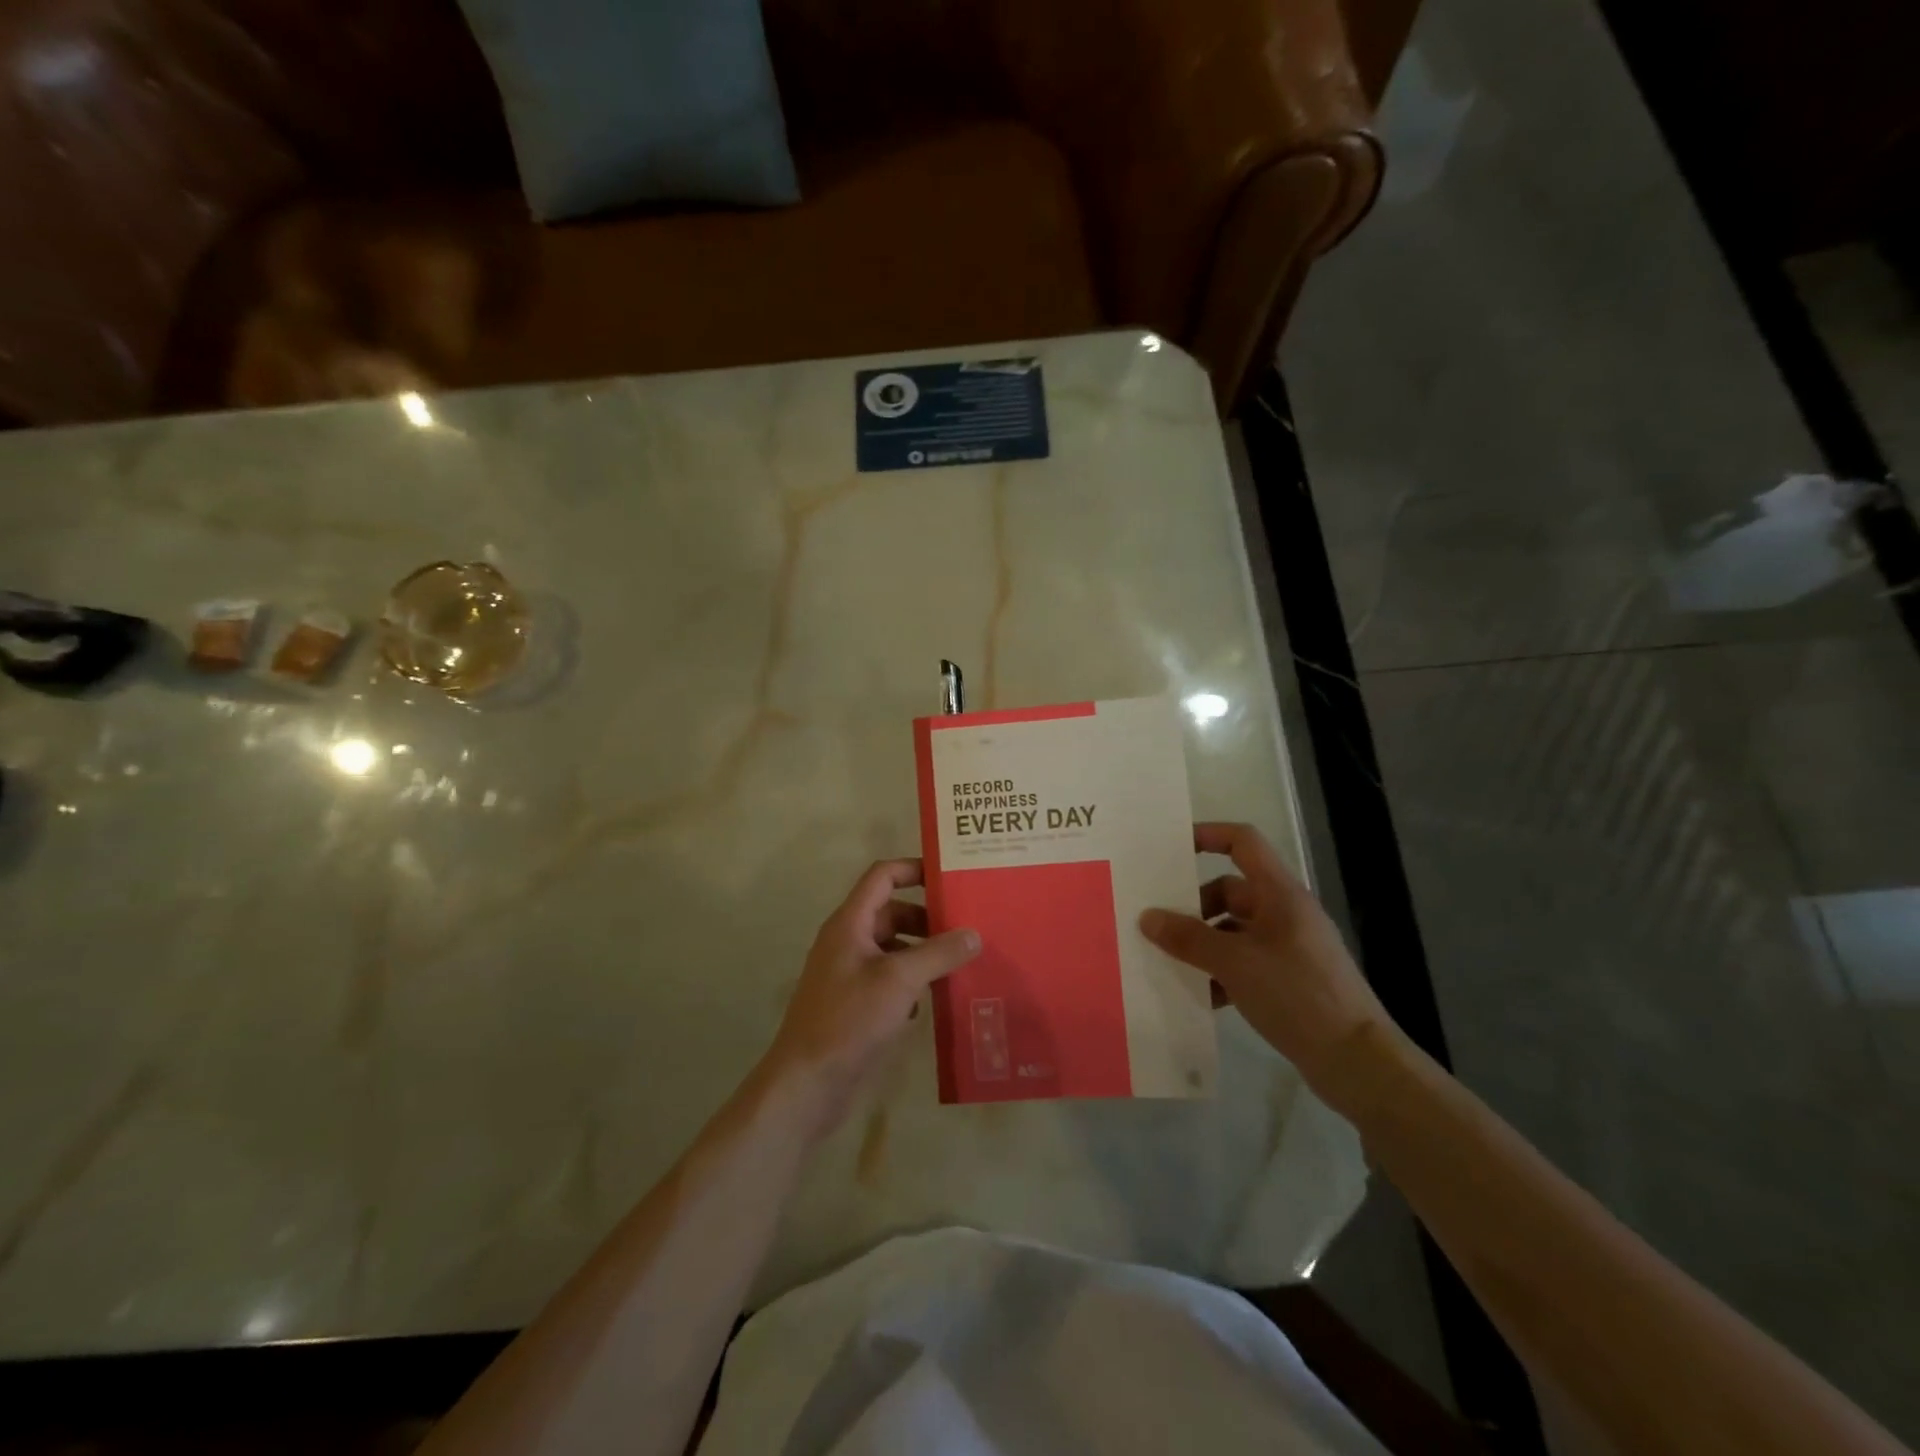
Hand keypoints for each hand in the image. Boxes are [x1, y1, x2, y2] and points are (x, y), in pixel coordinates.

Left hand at [760, 859, 979, 1143]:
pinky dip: (913, 981)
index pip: (882, 876)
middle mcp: (848, 941)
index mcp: (850, 923)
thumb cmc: (849, 1020)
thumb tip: (974, 934)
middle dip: (928, 917)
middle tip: (967, 926)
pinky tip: (936, 999)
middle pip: (892, 912)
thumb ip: (938, 953)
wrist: (806, 1084)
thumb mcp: (899, 981)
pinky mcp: (855, 1003)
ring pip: (893, 947)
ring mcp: (850, 973)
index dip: (914, 869)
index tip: (950, 877)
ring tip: (961, 961)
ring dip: (924, 951)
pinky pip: (890, 978)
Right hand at [1140, 823, 1391, 1096]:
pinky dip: (1222, 972)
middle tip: (1159, 924)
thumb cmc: (1297, 994)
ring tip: (1172, 963)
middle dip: (1194, 905)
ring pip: (1234, 930)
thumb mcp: (1234, 963)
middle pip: (1231, 890)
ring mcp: (1290, 947)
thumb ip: (1188, 938)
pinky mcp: (1291, 980)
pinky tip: (1202, 996)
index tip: (1171, 850)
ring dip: (1204, 943)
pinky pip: (1246, 962)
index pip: (1243, 842)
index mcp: (1280, 893)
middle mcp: (1286, 912)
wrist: (1357, 1061)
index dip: (1208, 835)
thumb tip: (1147, 917)